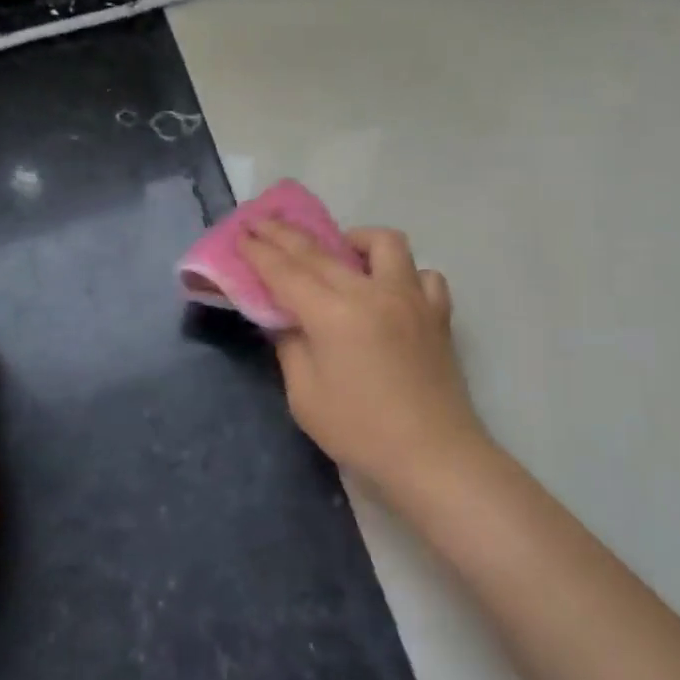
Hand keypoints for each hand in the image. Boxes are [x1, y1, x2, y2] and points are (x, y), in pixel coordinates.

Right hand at [241, 221, 490, 497]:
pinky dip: (404, 275)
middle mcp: (373, 292)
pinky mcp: (437, 313)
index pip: (286, 271)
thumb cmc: (361, 431)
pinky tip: (392, 291)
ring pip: (384, 243)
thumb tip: (287, 319)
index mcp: (334, 314)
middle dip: (286, 234)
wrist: (433, 456)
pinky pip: (423, 276)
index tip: (241, 233)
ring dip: (355, 240)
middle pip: (321, 251)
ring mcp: (411, 297)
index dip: (259, 252)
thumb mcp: (305, 396)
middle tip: (263, 223)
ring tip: (342, 254)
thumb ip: (291, 347)